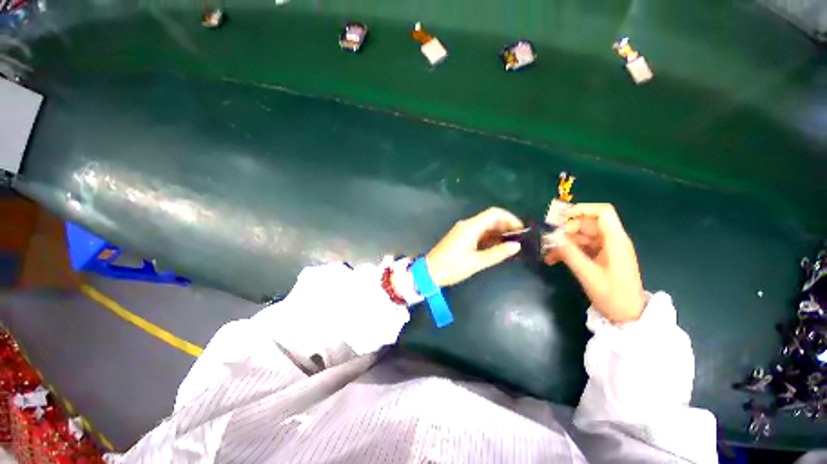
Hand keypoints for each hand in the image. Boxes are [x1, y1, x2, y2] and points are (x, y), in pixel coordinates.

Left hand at [426, 207, 523, 286]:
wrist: (430, 271)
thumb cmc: (452, 267)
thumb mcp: (477, 262)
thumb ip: (497, 253)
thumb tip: (516, 246)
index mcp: (471, 227)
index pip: (494, 213)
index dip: (510, 218)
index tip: (521, 230)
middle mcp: (467, 224)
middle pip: (490, 218)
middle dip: (505, 226)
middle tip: (518, 239)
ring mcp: (463, 230)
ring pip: (484, 225)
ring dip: (498, 232)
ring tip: (510, 244)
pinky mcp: (460, 236)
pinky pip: (478, 232)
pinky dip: (489, 236)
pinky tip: (496, 246)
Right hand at [544, 203, 645, 321]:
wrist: (627, 316)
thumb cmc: (612, 294)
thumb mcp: (588, 273)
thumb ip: (569, 252)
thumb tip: (551, 236)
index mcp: (615, 240)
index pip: (602, 212)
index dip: (581, 209)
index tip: (559, 217)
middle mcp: (611, 240)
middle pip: (586, 224)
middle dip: (565, 230)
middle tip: (548, 240)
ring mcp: (605, 249)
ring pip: (580, 236)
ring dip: (562, 243)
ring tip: (547, 254)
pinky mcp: (599, 257)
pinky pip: (580, 248)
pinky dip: (567, 251)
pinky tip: (553, 260)